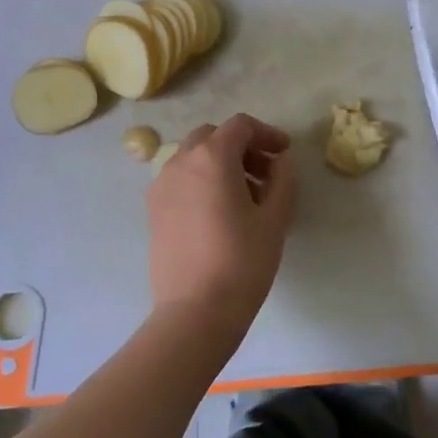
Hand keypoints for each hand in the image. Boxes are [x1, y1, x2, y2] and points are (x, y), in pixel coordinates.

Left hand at [148, 113, 297, 339]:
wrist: (195, 311)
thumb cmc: (242, 261)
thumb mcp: (275, 218)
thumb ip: (283, 179)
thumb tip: (280, 161)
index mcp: (212, 158)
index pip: (240, 126)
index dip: (267, 134)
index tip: (284, 154)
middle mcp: (181, 163)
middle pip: (213, 137)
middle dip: (241, 147)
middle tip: (265, 174)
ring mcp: (162, 186)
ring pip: (193, 157)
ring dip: (220, 164)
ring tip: (245, 197)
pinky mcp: (153, 210)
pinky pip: (180, 180)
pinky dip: (201, 181)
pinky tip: (219, 213)